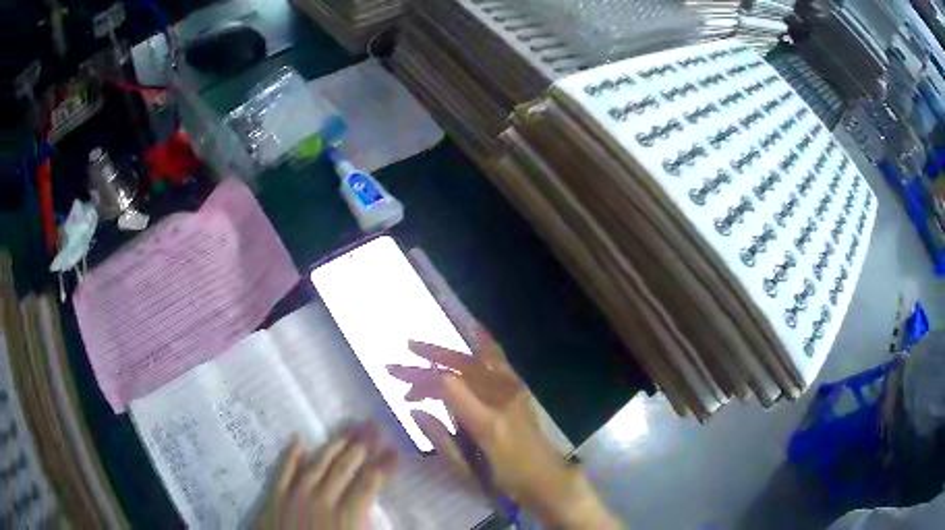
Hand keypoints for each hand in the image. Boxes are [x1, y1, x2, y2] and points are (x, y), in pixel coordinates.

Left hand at [257, 425, 398, 529]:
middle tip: (373, 427)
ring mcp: (296, 496)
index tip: (395, 452)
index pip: (369, 484)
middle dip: (362, 447)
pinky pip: (283, 471)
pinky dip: (291, 455)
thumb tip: (379, 510)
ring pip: (317, 464)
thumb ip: (367, 524)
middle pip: (344, 468)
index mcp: (347, 516)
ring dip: (334, 446)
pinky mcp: (275, 497)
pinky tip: (298, 440)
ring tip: (348, 431)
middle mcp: (322, 500)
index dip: (384, 467)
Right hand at [387, 327, 620, 528]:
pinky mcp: (518, 389)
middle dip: (424, 364)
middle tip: (396, 367)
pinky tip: (474, 328)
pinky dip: (484, 343)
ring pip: (474, 361)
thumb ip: (440, 438)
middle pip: (458, 369)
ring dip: (444, 354)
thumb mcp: (466, 470)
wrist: (546, 476)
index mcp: (486, 422)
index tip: (406, 393)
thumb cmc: (504, 480)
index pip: (448, 387)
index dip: (422, 383)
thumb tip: (416, 410)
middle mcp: (501, 398)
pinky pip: (498, 359)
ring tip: (417, 348)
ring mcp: (513, 390)